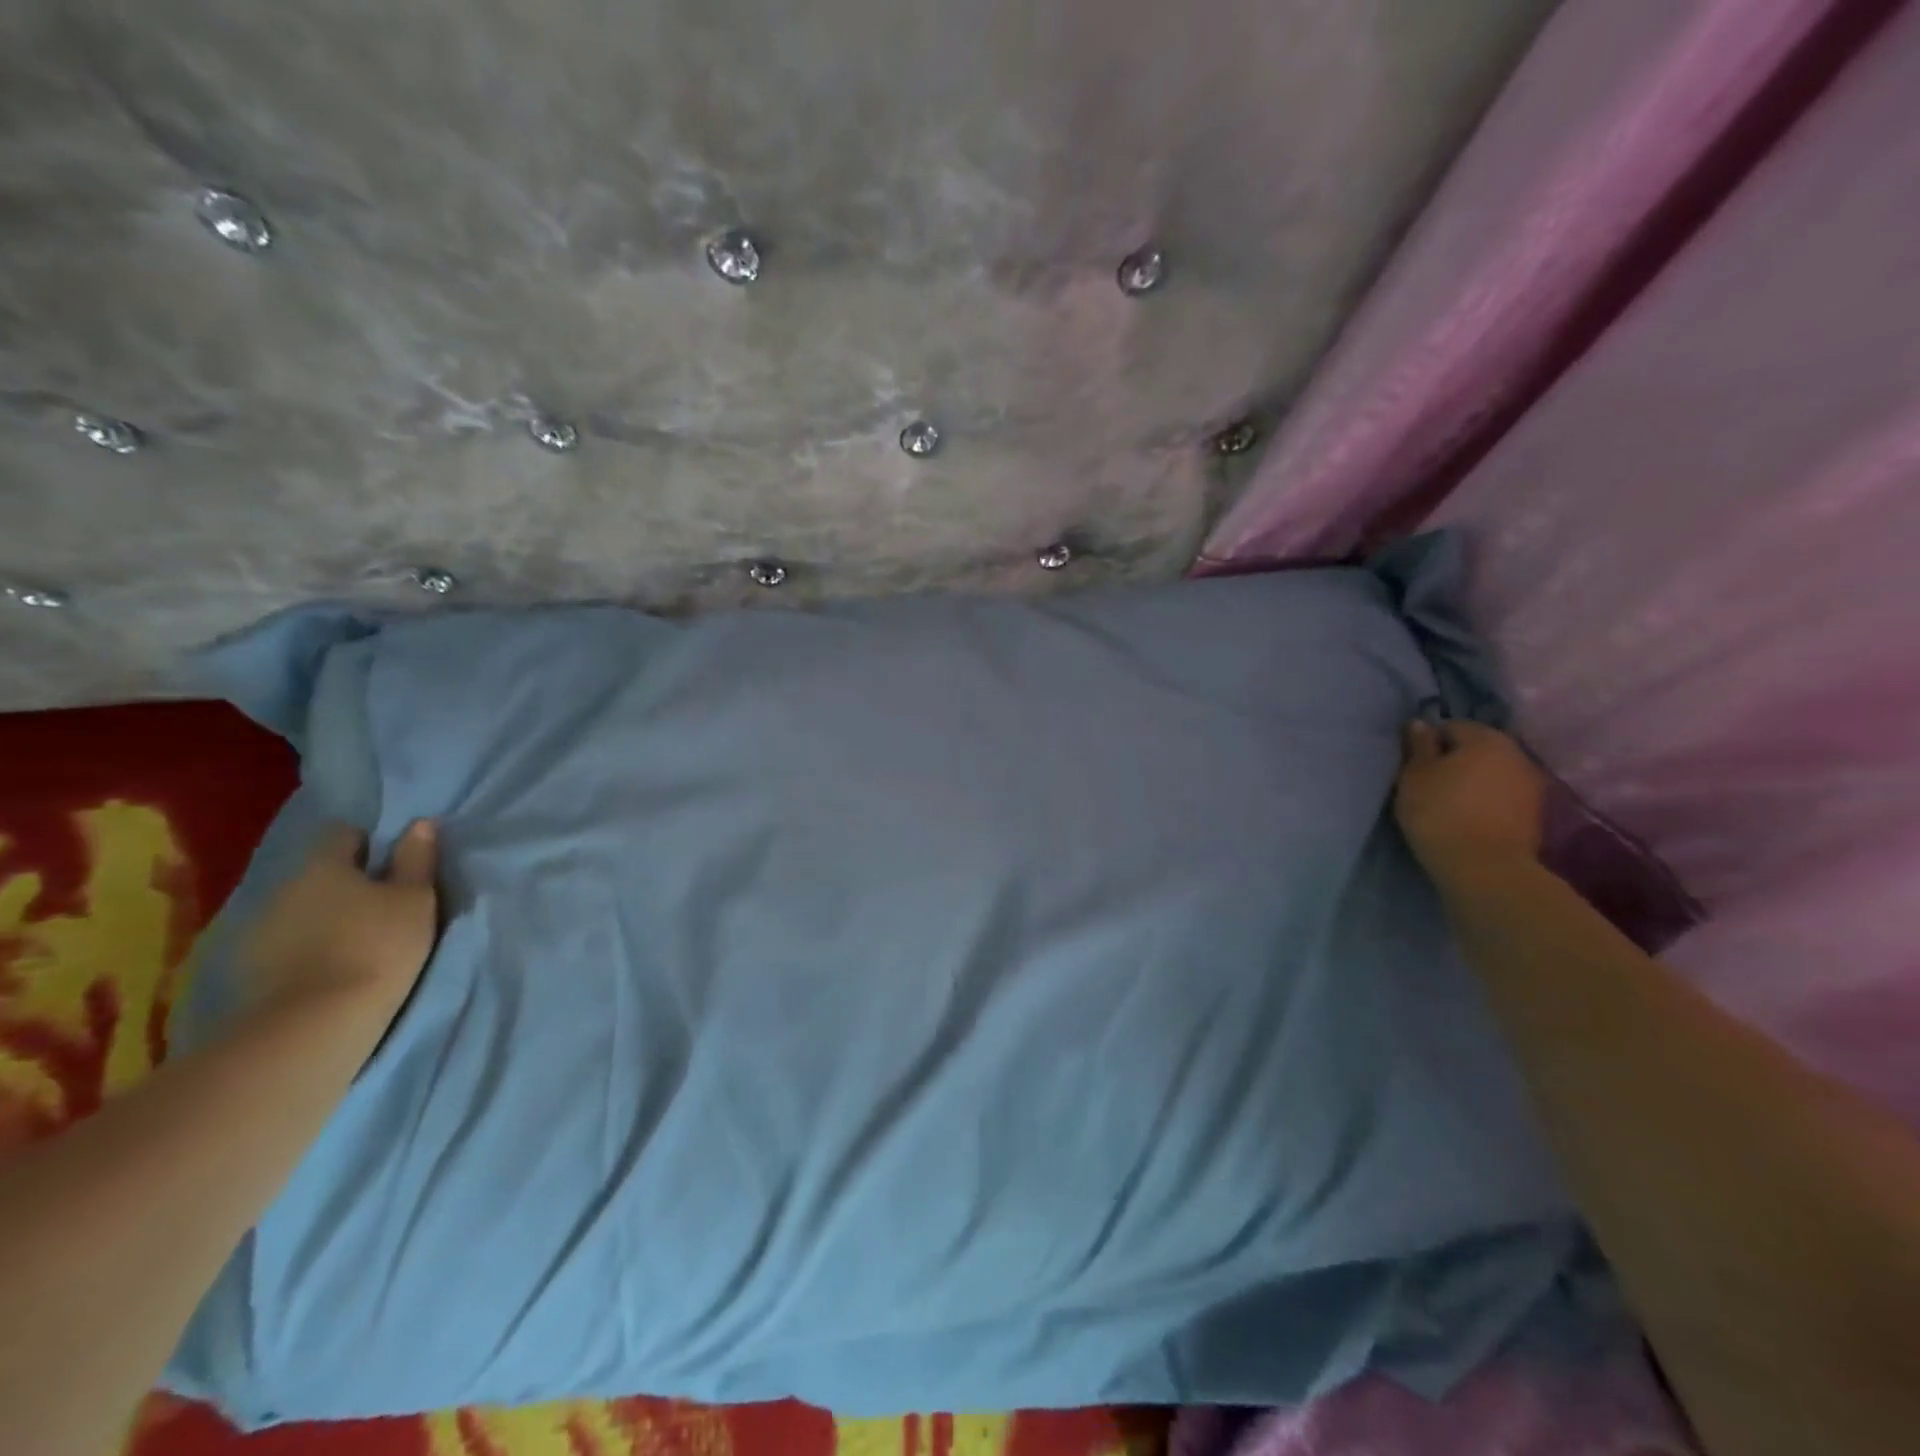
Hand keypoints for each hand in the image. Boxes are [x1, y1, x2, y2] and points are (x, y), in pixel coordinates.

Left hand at [238, 820, 440, 1029]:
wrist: (315, 1024)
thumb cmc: (379, 947)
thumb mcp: (416, 900)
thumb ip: (416, 860)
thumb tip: (419, 824)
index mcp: (325, 865)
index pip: (343, 834)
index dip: (369, 843)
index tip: (391, 864)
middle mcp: (285, 886)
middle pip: (319, 873)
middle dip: (345, 883)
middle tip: (379, 904)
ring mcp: (259, 928)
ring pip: (299, 908)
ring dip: (322, 916)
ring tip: (352, 940)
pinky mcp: (248, 968)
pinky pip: (283, 943)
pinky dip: (303, 947)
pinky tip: (325, 966)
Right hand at [1394, 720, 1545, 881]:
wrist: (1484, 866)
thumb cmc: (1439, 812)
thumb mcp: (1414, 775)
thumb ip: (1419, 746)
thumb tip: (1420, 723)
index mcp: (1486, 738)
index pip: (1451, 726)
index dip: (1429, 742)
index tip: (1413, 764)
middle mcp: (1516, 753)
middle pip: (1477, 747)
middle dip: (1455, 759)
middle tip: (1429, 781)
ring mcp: (1532, 784)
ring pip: (1493, 772)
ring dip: (1473, 780)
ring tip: (1449, 800)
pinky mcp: (1536, 813)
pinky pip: (1503, 794)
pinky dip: (1487, 799)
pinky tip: (1469, 815)